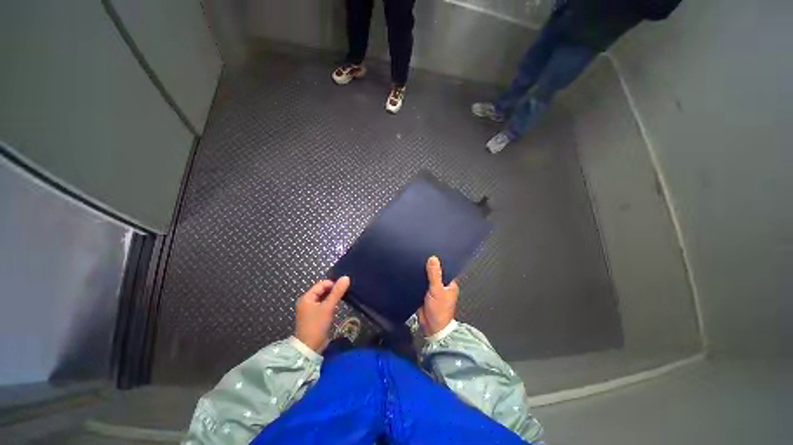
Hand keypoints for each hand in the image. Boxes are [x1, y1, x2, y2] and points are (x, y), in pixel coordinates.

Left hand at [295, 277, 349, 350]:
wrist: (309, 348)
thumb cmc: (316, 325)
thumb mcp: (328, 307)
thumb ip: (337, 292)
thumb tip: (346, 277)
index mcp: (307, 297)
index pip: (322, 284)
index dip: (332, 284)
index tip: (343, 288)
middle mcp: (307, 301)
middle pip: (322, 290)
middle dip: (333, 290)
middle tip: (345, 293)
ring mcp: (310, 309)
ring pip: (324, 298)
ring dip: (332, 297)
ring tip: (343, 299)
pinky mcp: (315, 316)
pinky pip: (324, 305)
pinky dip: (330, 304)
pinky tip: (337, 306)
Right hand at [417, 256, 459, 336]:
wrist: (431, 328)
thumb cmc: (439, 311)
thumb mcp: (437, 290)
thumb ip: (435, 275)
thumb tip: (433, 258)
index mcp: (450, 283)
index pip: (445, 268)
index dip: (440, 260)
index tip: (432, 250)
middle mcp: (442, 285)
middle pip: (435, 272)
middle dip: (429, 265)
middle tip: (421, 254)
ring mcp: (432, 289)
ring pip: (427, 277)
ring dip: (422, 272)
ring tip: (415, 260)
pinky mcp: (424, 293)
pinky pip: (420, 283)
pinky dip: (417, 279)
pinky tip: (411, 272)